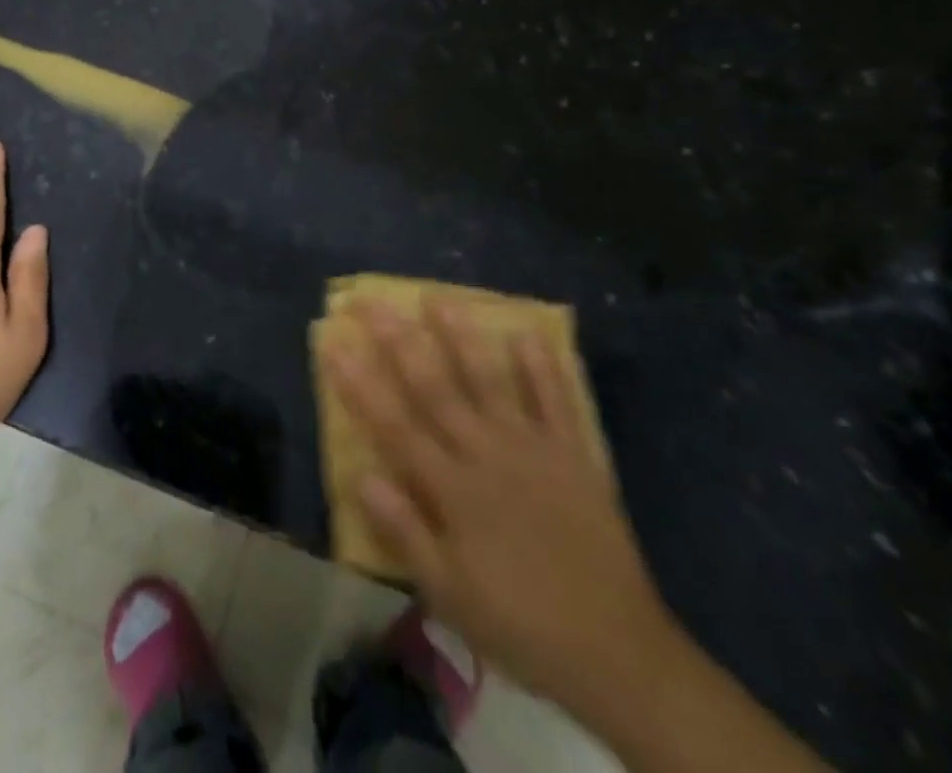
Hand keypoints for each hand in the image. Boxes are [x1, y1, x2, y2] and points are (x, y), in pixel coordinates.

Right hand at [321, 299, 679, 718]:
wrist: (618, 653)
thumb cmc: (519, 623)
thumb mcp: (449, 594)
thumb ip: (404, 530)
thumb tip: (360, 474)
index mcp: (452, 488)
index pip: (394, 424)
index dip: (360, 382)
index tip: (334, 341)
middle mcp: (486, 453)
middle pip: (435, 387)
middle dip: (399, 341)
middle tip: (373, 301)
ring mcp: (532, 448)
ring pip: (490, 380)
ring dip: (463, 337)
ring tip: (439, 297)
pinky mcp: (573, 455)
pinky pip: (557, 401)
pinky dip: (542, 366)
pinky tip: (527, 332)